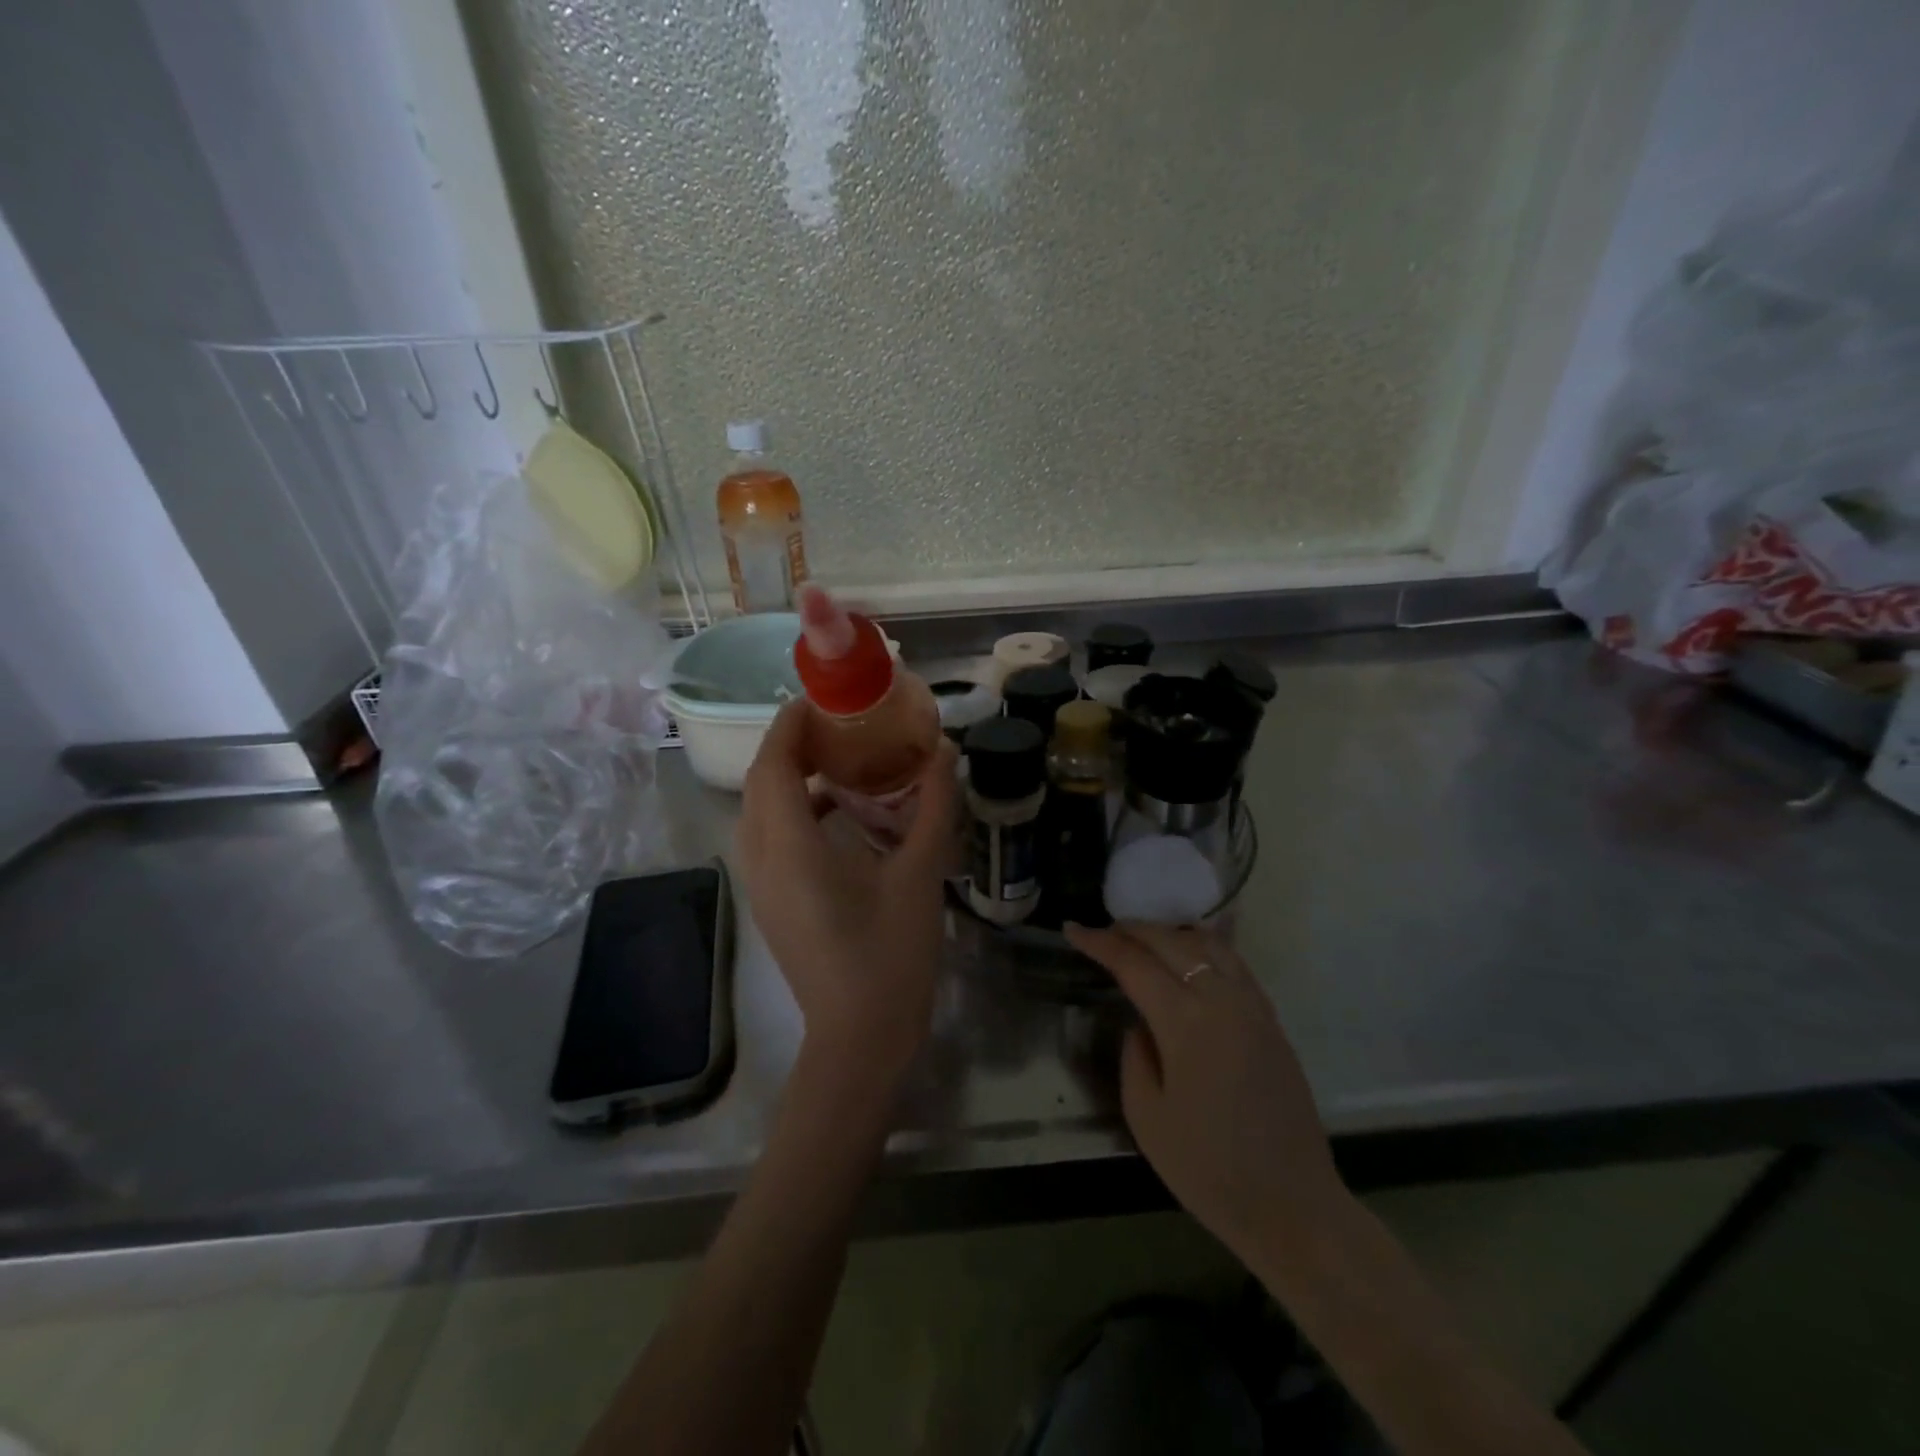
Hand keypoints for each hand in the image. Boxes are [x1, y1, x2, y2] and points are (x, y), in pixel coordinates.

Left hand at [738, 700, 958, 1086]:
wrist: (860, 1038)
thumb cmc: (891, 955)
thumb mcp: (921, 875)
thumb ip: (934, 808)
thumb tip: (945, 752)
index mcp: (791, 847)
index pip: (773, 765)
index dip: (790, 725)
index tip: (822, 699)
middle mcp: (762, 860)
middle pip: (761, 784)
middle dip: (790, 746)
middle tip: (837, 725)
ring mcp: (761, 886)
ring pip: (760, 813)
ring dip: (790, 779)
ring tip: (838, 760)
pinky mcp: (772, 904)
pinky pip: (770, 839)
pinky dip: (795, 813)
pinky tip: (841, 815)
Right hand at [1065, 922, 1347, 1262]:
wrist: (1292, 1206)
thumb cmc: (1208, 1169)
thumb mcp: (1146, 1118)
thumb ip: (1134, 1056)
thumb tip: (1141, 1024)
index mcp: (1186, 1022)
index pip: (1134, 964)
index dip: (1099, 942)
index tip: (1073, 929)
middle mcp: (1222, 1001)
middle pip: (1171, 942)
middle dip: (1132, 929)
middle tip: (1103, 931)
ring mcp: (1253, 1008)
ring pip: (1209, 945)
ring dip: (1171, 933)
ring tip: (1144, 937)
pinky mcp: (1272, 1022)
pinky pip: (1236, 964)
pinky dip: (1208, 947)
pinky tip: (1194, 950)